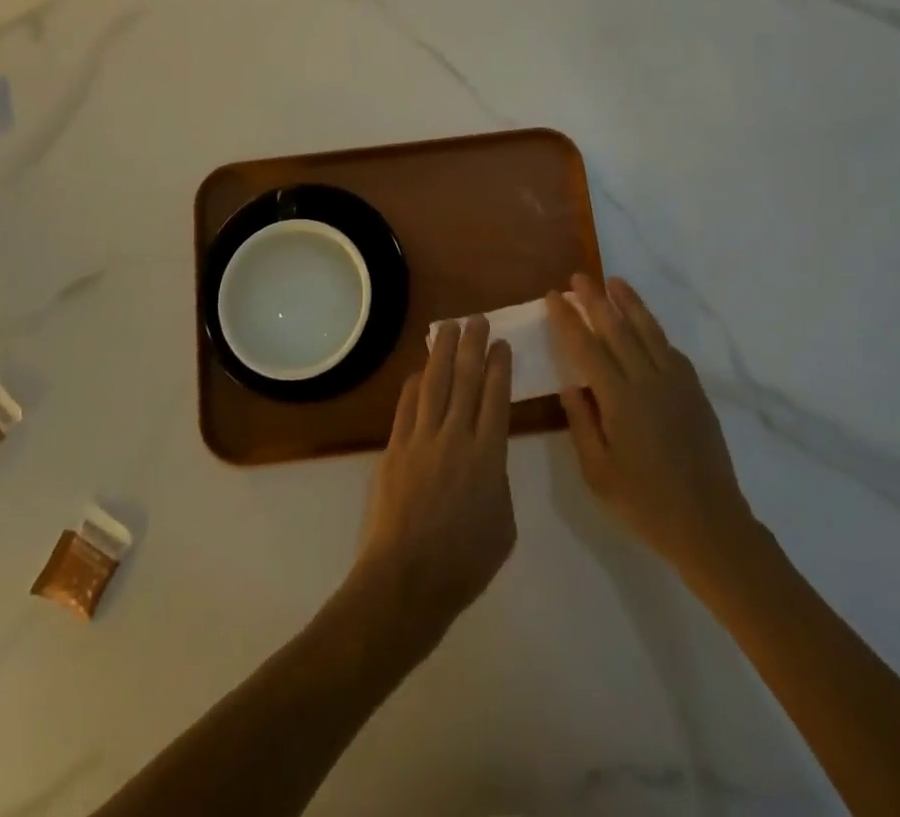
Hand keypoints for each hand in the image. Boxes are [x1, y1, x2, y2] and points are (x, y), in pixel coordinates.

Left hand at [353, 316, 515, 646]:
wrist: (408, 579)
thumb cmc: (464, 562)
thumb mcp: (503, 525)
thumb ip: (498, 482)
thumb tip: (487, 459)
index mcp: (489, 456)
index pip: (496, 397)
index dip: (499, 366)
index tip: (500, 343)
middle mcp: (456, 437)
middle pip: (466, 380)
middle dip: (472, 346)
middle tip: (476, 319)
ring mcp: (422, 440)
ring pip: (435, 384)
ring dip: (442, 352)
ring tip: (449, 327)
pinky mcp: (396, 448)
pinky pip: (407, 406)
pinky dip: (415, 385)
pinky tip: (420, 370)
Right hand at [550, 276, 754, 574]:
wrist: (709, 524)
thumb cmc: (645, 504)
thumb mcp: (598, 473)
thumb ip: (581, 424)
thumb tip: (570, 385)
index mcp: (620, 400)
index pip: (587, 347)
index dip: (568, 319)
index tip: (554, 297)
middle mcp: (648, 381)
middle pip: (617, 329)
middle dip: (595, 300)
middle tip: (578, 277)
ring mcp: (676, 383)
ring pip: (649, 331)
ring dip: (629, 303)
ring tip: (614, 281)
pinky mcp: (695, 392)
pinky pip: (671, 350)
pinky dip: (654, 330)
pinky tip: (646, 325)